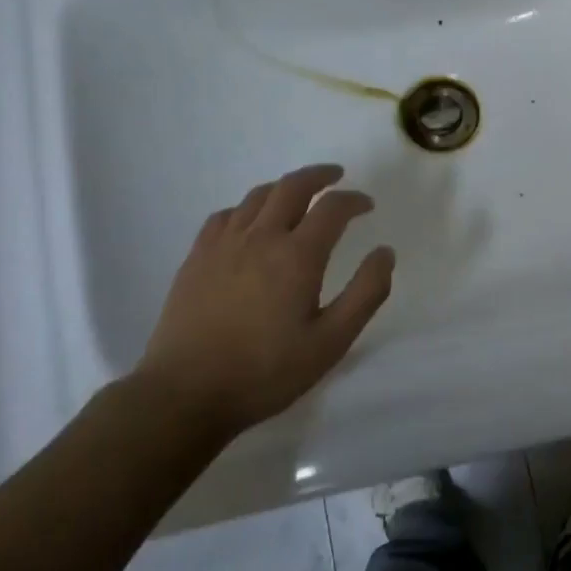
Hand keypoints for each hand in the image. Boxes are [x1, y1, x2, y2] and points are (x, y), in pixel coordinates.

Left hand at [135, 164, 394, 435]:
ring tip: (299, 195)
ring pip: (258, 196)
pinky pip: (226, 215)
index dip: (353, 200)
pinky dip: (248, 207)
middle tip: (336, 177)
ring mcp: (223, 245)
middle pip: (292, 187)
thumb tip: (385, 252)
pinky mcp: (197, 258)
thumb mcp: (331, 341)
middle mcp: (260, 238)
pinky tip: (251, 222)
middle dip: (319, 176)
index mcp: (297, 256)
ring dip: (284, 188)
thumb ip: (365, 293)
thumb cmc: (267, 372)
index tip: (367, 205)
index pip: (332, 209)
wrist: (185, 393)